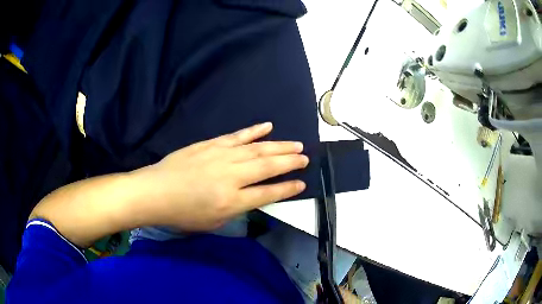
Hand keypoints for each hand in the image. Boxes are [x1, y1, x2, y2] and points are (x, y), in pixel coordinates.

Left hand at [136, 122, 308, 230]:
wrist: (155, 192)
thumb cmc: (182, 214)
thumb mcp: (213, 222)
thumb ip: (236, 210)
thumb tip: (251, 197)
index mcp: (232, 201)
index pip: (268, 194)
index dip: (287, 189)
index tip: (301, 184)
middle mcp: (231, 176)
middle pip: (268, 167)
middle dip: (290, 162)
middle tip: (305, 159)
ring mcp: (221, 156)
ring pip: (257, 149)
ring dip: (279, 146)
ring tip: (296, 144)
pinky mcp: (211, 144)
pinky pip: (237, 136)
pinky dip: (254, 131)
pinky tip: (268, 126)